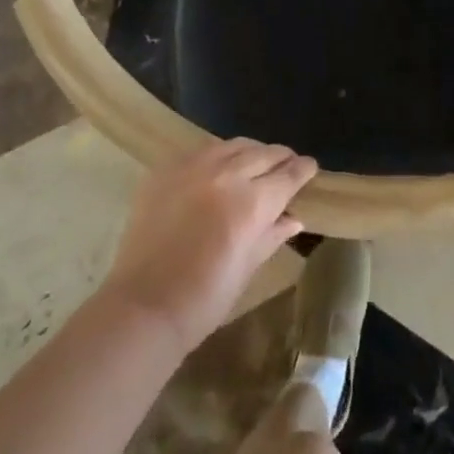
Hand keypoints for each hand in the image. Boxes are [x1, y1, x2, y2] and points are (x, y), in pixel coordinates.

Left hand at [100, 139, 316, 351]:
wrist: (143, 307)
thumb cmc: (204, 299)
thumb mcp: (247, 268)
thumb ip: (271, 235)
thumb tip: (293, 217)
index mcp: (253, 202)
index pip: (288, 174)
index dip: (303, 169)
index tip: (310, 167)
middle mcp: (226, 175)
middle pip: (263, 153)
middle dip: (280, 157)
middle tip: (287, 163)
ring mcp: (192, 168)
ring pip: (232, 146)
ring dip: (250, 151)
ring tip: (254, 161)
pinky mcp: (165, 170)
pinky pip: (200, 152)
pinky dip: (217, 156)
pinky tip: (217, 169)